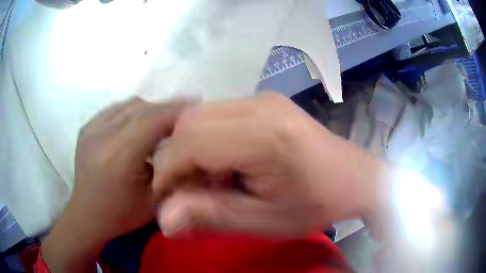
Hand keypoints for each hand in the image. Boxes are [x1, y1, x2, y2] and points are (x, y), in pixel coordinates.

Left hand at [43, 98, 186, 271]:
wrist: (87, 216)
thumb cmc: (121, 214)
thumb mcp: (154, 201)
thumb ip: (170, 170)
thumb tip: (185, 145)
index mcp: (120, 155)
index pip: (153, 119)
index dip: (177, 109)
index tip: (197, 105)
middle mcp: (103, 134)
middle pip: (142, 107)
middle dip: (166, 108)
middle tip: (183, 115)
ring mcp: (92, 128)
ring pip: (129, 104)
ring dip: (150, 109)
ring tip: (161, 121)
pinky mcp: (87, 127)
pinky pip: (116, 109)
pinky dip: (132, 112)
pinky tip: (137, 124)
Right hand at [153, 92, 382, 236]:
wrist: (355, 178)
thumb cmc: (316, 204)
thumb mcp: (264, 221)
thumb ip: (209, 216)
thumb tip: (163, 220)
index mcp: (264, 134)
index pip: (189, 142)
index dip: (167, 172)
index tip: (166, 200)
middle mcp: (259, 105)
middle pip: (189, 123)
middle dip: (175, 159)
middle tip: (187, 191)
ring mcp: (262, 99)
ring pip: (199, 116)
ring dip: (189, 149)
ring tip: (206, 180)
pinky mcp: (264, 102)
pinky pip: (216, 115)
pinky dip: (206, 140)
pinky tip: (223, 163)